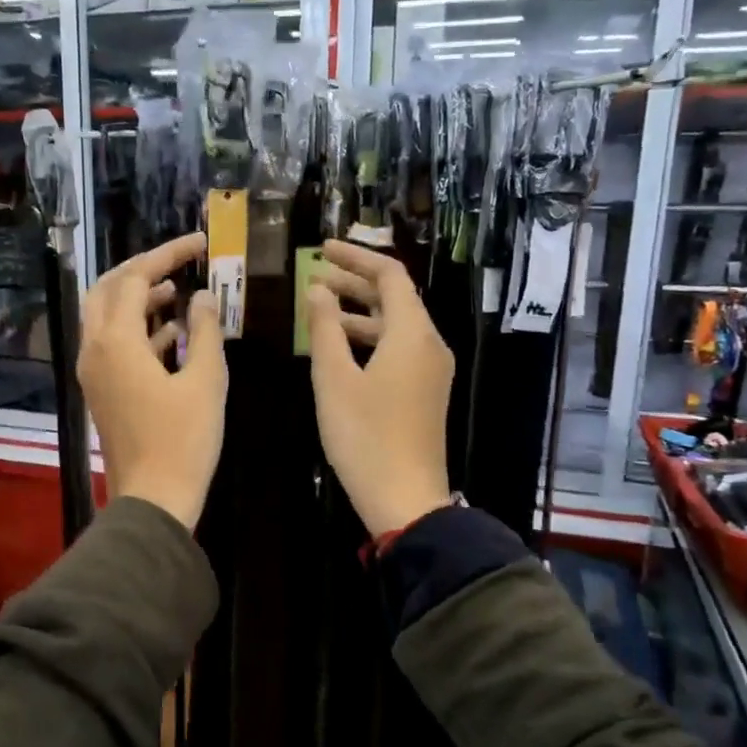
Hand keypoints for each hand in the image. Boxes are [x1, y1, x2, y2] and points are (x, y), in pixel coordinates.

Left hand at [79, 232, 225, 530]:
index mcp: (116, 341)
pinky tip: (172, 332)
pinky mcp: (101, 391)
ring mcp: (93, 372)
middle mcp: (94, 349)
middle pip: (108, 290)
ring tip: (177, 292)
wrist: (153, 498)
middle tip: (177, 263)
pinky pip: (113, 345)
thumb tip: (203, 297)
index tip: (199, 244)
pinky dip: (138, 330)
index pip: (135, 278)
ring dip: (138, 299)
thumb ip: (205, 330)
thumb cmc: (184, 441)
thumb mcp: (205, 381)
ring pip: (106, 317)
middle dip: (141, 271)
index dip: (167, 255)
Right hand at [306, 241, 454, 538]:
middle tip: (314, 274)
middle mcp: (429, 344)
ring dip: (359, 311)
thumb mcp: (334, 378)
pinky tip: (338, 346)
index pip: (389, 274)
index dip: (355, 256)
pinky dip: (369, 338)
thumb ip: (325, 328)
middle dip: (355, 282)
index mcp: (412, 333)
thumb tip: (318, 289)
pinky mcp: (425, 391)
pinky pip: (398, 348)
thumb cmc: (364, 436)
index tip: (322, 248)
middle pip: (395, 297)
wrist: (405, 498)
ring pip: (395, 325)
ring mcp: (431, 369)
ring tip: (319, 308)